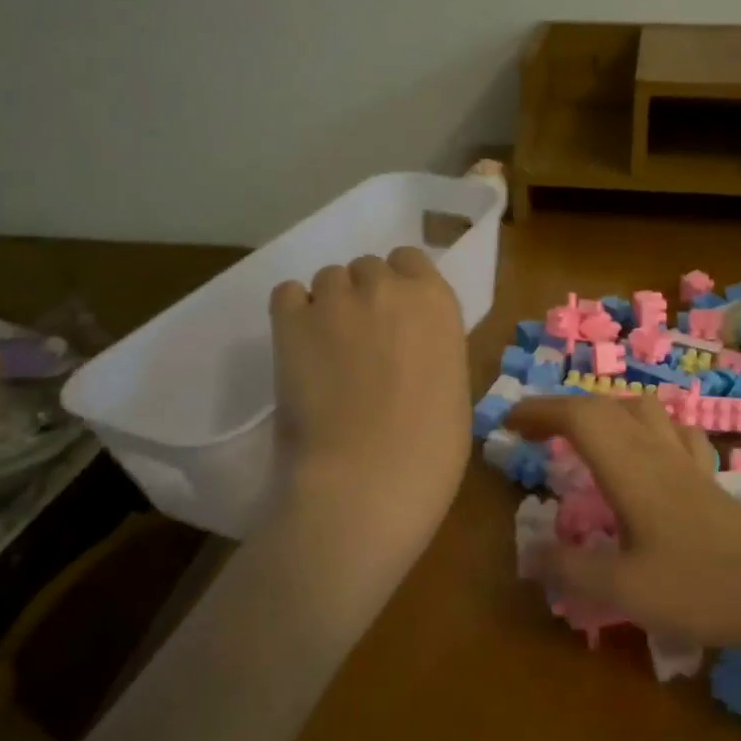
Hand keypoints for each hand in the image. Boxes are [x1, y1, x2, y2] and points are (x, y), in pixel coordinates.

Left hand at [268, 249, 470, 561]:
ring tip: (325, 352)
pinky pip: (287, 293)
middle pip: (368, 268)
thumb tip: (409, 349)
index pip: (411, 261)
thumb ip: (430, 348)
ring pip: (327, 279)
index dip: (401, 287)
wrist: (368, 479)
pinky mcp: (290, 322)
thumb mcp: (453, 386)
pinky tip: (299, 348)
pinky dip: (293, 313)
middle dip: (365, 296)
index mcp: (436, 302)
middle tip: (361, 343)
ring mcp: (336, 300)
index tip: (396, 320)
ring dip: (329, 305)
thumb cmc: (431, 449)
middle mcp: (387, 287)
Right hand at [504, 394, 740, 648]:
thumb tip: (529, 553)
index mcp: (630, 467)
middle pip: (605, 407)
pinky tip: (646, 449)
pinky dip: (646, 426)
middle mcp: (656, 451)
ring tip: (582, 434)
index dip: (539, 411)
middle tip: (532, 430)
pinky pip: (672, 431)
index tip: (508, 422)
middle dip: (562, 409)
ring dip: (604, 410)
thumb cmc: (700, 588)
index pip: (578, 416)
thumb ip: (571, 569)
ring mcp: (686, 461)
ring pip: (641, 410)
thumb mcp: (623, 590)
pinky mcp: (707, 477)